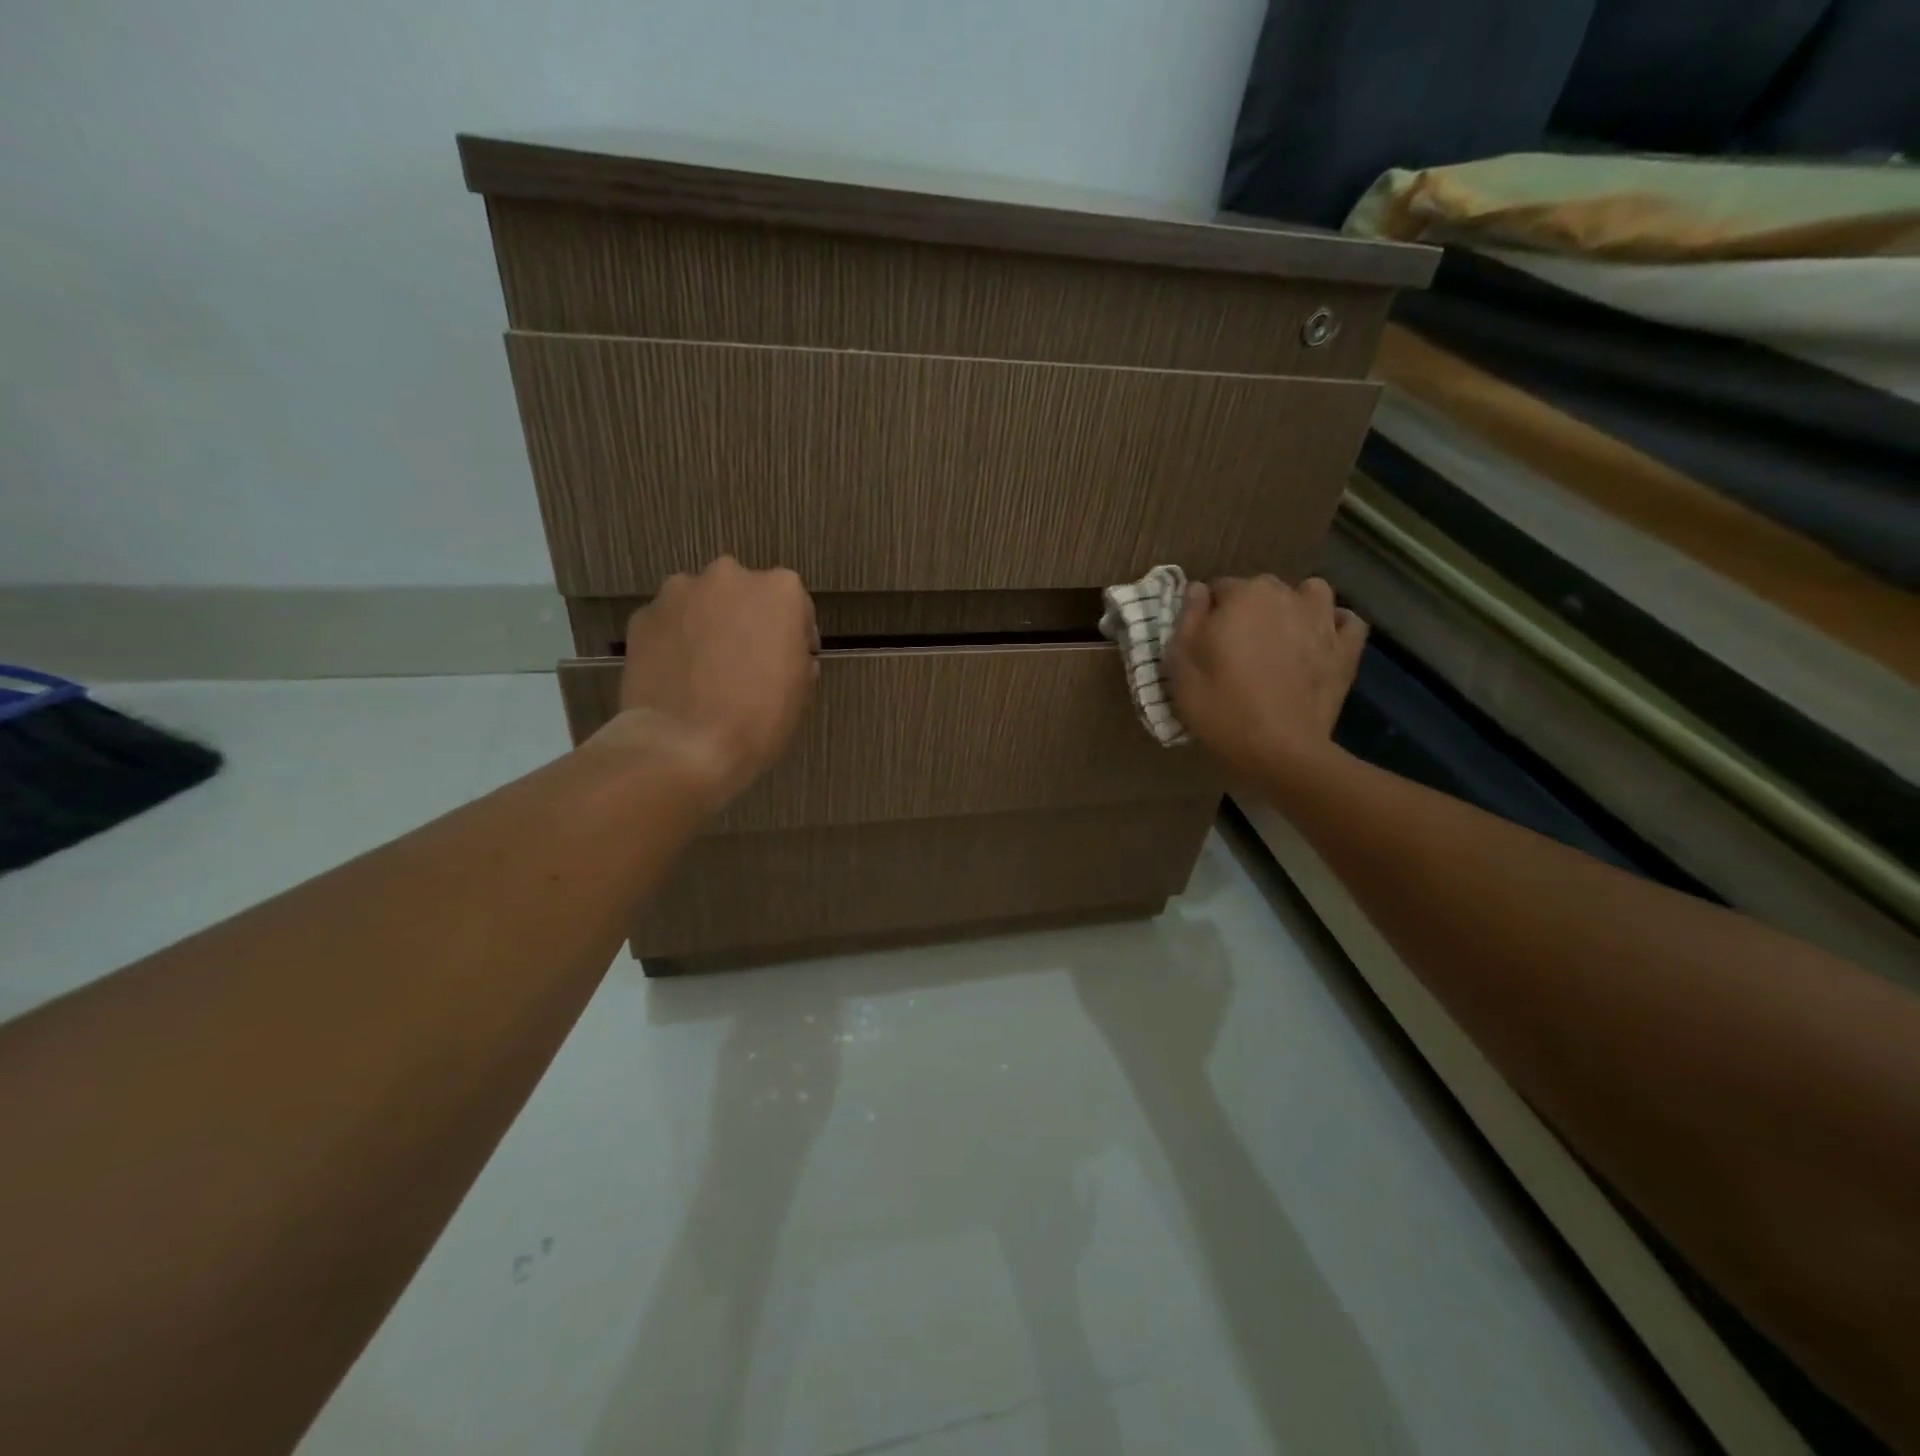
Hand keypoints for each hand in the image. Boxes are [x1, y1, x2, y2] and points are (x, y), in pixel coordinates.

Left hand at [594, 557, 817, 807]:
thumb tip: (785, 654)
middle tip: (746, 662)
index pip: (795, 607)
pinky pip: (669, 624)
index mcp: (781, 591)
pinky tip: (678, 676)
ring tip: (706, 669)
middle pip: (745, 595)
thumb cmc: (759, 718)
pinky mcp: (643, 615)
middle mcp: (730, 577)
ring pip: (702, 604)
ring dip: (708, 625)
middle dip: (747, 621)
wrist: (683, 745)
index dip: (793, 637)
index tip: (789, 663)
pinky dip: (674, 641)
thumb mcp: (801, 691)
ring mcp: (680, 592)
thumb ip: (796, 657)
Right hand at [1167, 575, 1366, 783]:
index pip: (1219, 588)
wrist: (1278, 749)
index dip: (1209, 614)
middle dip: (1250, 609)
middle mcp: (1286, 596)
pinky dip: (1334, 626)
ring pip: (1311, 593)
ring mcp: (1323, 620)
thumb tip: (1197, 590)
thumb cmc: (1220, 705)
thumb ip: (1188, 618)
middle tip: (1237, 647)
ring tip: (1282, 636)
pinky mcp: (1347, 649)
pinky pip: (1347, 622)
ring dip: (1296, 606)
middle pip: (1263, 589)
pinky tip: (1319, 642)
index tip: (1204, 641)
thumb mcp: (1180, 664)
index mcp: (1243, 595)